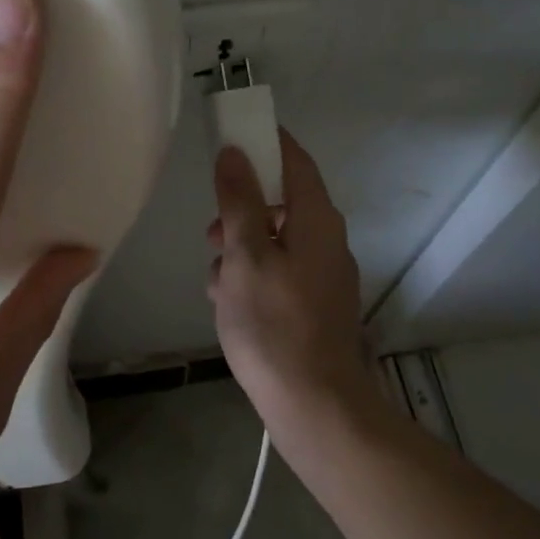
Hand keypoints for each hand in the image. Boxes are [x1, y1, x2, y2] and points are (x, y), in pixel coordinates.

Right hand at [208, 131, 379, 451]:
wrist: (314, 405)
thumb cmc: (273, 323)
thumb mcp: (244, 255)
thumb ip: (239, 201)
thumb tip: (235, 152)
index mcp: (316, 219)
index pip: (294, 159)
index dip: (265, 140)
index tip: (231, 134)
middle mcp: (328, 239)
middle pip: (282, 201)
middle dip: (241, 208)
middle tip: (211, 230)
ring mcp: (324, 274)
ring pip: (275, 240)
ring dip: (241, 247)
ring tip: (215, 278)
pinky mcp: (314, 304)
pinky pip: (279, 271)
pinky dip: (252, 275)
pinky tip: (228, 303)